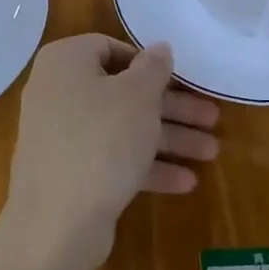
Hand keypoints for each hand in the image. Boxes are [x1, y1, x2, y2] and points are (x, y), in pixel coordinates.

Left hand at [2, 35, 218, 269]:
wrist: (56, 222)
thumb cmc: (101, 140)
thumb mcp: (138, 96)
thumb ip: (154, 67)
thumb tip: (160, 47)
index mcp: (65, 62)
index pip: (109, 47)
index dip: (146, 62)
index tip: (177, 79)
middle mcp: (57, 92)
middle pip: (123, 92)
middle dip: (171, 109)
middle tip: (212, 119)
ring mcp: (61, 135)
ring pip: (122, 128)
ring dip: (167, 139)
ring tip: (211, 152)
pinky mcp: (69, 172)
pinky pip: (111, 158)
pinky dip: (145, 166)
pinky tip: (186, 182)